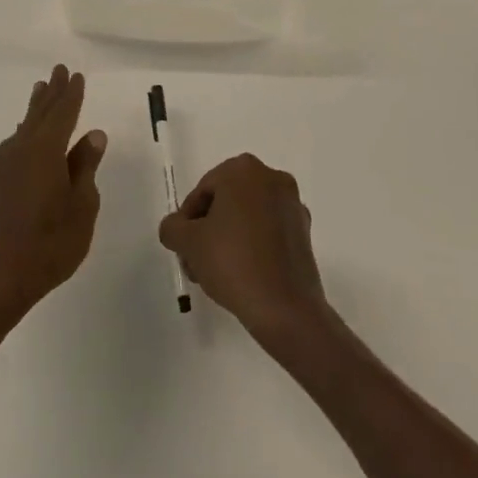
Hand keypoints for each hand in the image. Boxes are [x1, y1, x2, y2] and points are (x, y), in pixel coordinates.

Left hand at [0, 66, 105, 338]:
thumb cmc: (47, 245)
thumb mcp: (81, 208)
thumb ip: (85, 169)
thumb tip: (93, 135)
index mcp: (45, 150)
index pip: (63, 113)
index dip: (72, 94)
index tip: (76, 75)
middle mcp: (21, 149)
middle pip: (39, 113)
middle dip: (51, 92)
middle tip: (58, 71)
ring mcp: (3, 166)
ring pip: (24, 127)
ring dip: (36, 108)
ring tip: (41, 92)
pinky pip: (15, 143)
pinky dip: (25, 131)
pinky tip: (25, 135)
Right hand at [158, 153, 328, 345]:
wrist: (285, 308)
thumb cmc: (233, 262)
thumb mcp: (188, 242)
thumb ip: (173, 227)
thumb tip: (177, 228)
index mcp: (244, 170)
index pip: (203, 190)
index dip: (188, 219)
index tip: (184, 246)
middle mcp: (272, 178)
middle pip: (227, 202)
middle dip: (208, 229)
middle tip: (196, 260)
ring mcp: (292, 205)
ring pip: (248, 217)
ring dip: (228, 238)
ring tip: (215, 274)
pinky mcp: (304, 233)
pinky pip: (268, 232)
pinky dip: (253, 246)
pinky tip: (241, 276)